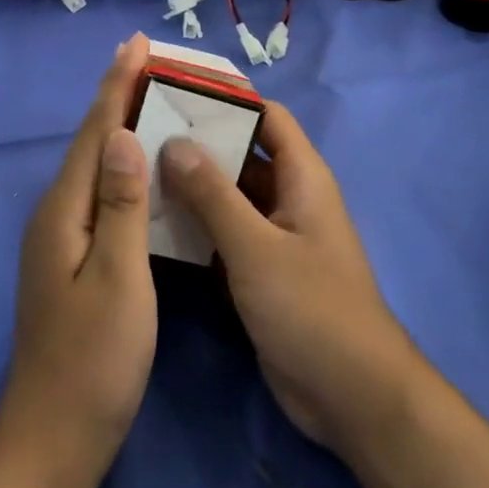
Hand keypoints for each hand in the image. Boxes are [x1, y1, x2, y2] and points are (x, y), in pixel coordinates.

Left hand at [3, 34, 155, 476]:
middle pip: (89, 141)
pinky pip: (99, 191)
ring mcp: (60, 238)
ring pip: (92, 165)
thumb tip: (121, 134)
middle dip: (115, 96)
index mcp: (64, 210)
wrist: (55, 435)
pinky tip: (137, 166)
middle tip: (146, 59)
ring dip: (117, 126)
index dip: (116, 84)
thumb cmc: (95, 358)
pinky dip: (119, 164)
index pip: (94, 131)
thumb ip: (121, 203)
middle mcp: (56, 213)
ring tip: (147, 98)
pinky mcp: (72, 258)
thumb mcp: (119, 277)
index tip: (137, 43)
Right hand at [160, 103, 419, 455]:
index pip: (267, 116)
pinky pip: (225, 233)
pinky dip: (196, 225)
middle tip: (143, 130)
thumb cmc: (311, 308)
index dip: (229, 98)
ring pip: (229, 195)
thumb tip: (174, 141)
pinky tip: (153, 221)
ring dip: (192, 185)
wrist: (351, 396)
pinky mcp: (261, 270)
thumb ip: (213, 195)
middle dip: (199, 142)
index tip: (177, 91)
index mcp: (302, 177)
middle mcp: (288, 197)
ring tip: (137, 168)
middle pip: (242, 153)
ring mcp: (274, 236)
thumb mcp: (256, 247)